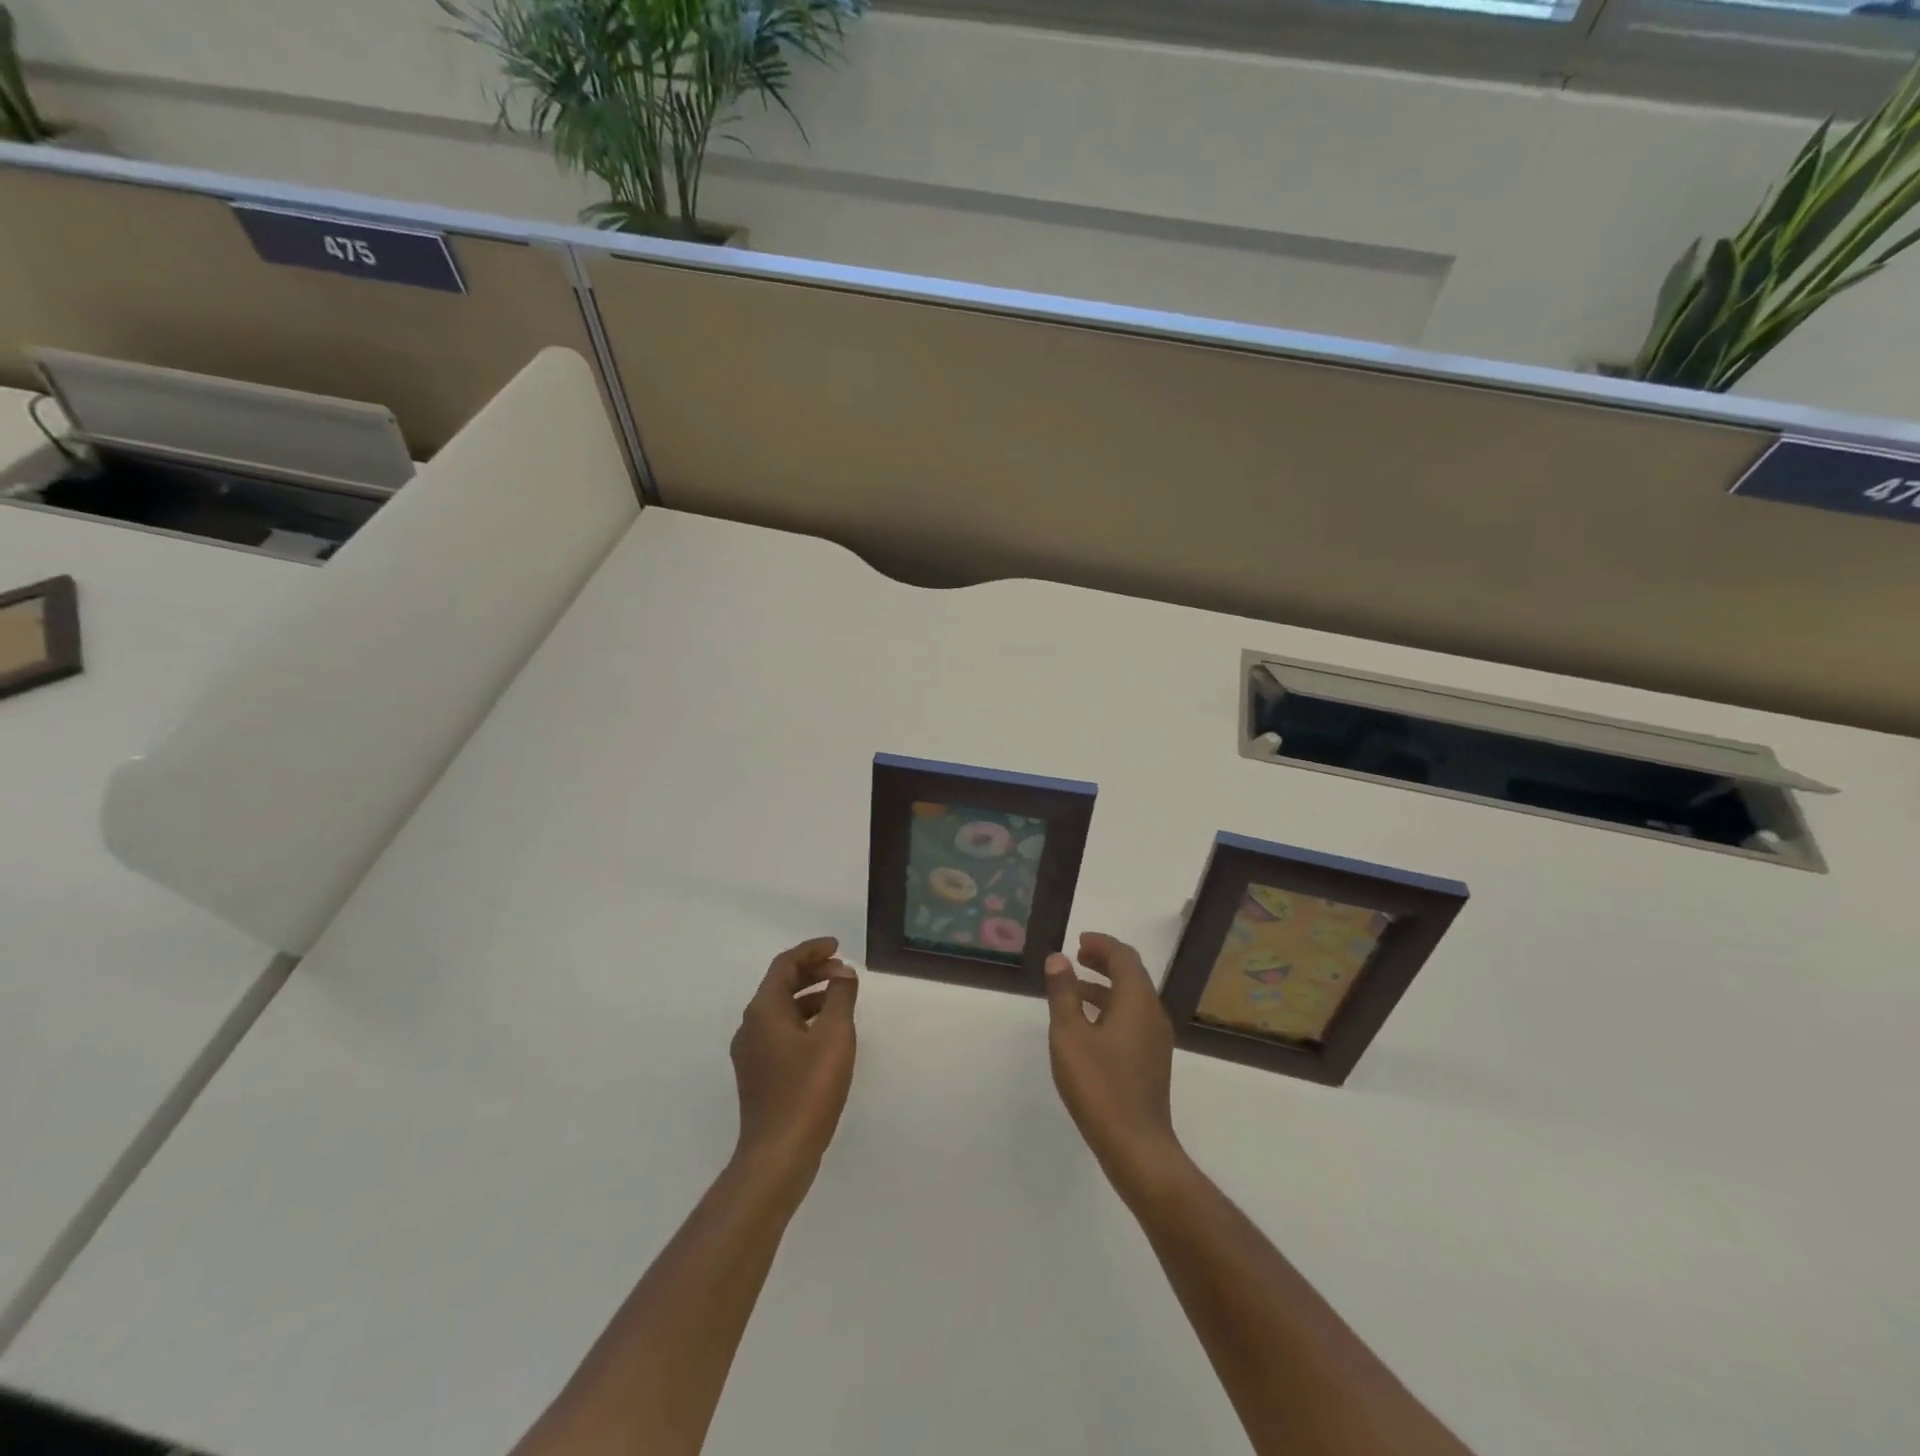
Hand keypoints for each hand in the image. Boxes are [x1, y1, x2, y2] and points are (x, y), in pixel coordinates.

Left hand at [730, 937, 858, 1186]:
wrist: (778, 1153)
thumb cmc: (808, 1089)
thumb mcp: (834, 1035)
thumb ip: (840, 996)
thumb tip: (842, 973)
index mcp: (763, 1010)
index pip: (785, 965)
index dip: (812, 950)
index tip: (838, 946)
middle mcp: (751, 1025)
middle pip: (780, 985)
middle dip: (812, 972)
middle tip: (842, 970)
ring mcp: (751, 1052)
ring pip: (780, 1009)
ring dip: (809, 996)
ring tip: (840, 997)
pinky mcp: (758, 1074)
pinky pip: (780, 1031)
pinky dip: (803, 1020)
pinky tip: (826, 1034)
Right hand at [1045, 932, 1184, 1195]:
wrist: (1136, 1146)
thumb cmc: (1099, 1085)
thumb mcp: (1069, 1035)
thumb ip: (1063, 993)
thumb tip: (1058, 959)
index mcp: (1137, 1001)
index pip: (1124, 957)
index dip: (1102, 944)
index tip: (1079, 941)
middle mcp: (1152, 1014)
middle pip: (1131, 975)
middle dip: (1105, 962)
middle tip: (1077, 958)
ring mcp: (1155, 1040)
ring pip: (1132, 999)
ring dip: (1105, 987)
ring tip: (1074, 990)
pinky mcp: (1151, 1061)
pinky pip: (1132, 1019)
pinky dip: (1111, 1009)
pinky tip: (1088, 1027)